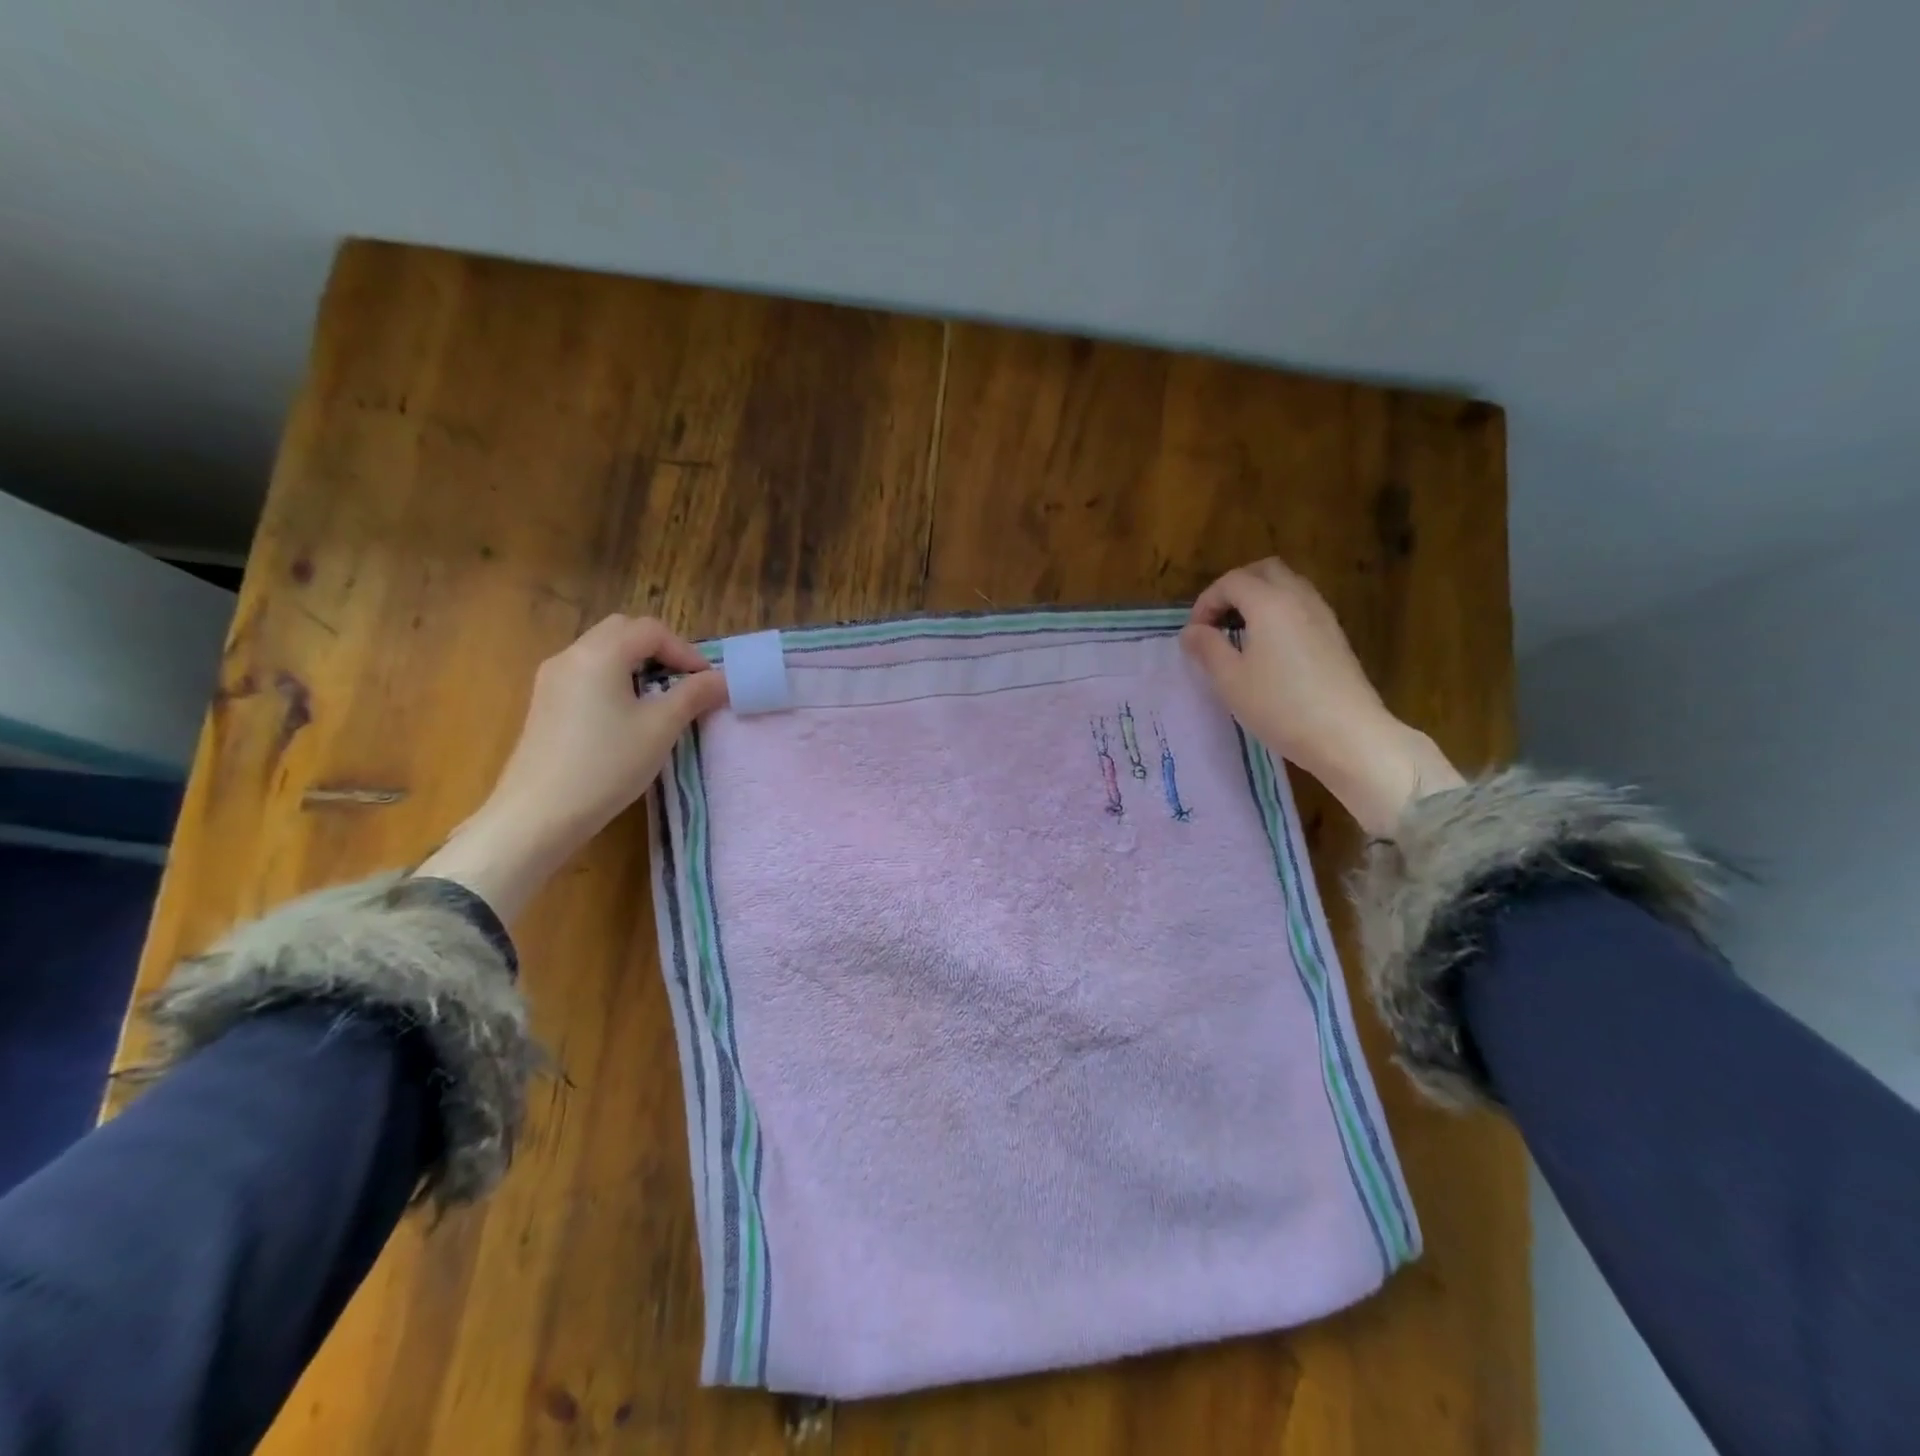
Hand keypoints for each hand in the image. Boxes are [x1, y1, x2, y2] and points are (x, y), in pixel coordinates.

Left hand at [419, 616, 727, 920]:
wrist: (538, 814)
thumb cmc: (606, 765)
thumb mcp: (660, 728)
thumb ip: (694, 695)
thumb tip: (722, 678)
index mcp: (600, 654)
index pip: (651, 630)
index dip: (685, 651)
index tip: (707, 683)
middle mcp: (571, 655)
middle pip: (623, 632)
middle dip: (660, 651)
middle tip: (684, 683)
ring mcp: (551, 679)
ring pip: (602, 652)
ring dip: (636, 665)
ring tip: (660, 701)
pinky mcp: (544, 703)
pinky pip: (586, 674)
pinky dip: (614, 680)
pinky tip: (626, 717)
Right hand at [1180, 559, 1462, 837]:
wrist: (1346, 734)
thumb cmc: (1280, 706)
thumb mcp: (1230, 680)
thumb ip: (1208, 648)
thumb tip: (1192, 631)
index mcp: (1269, 603)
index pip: (1231, 582)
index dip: (1206, 602)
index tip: (1194, 633)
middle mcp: (1298, 598)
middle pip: (1264, 571)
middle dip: (1235, 588)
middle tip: (1217, 620)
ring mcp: (1322, 615)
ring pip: (1287, 585)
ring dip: (1259, 598)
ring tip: (1241, 632)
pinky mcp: (1335, 635)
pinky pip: (1302, 606)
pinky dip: (1279, 611)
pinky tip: (1269, 647)